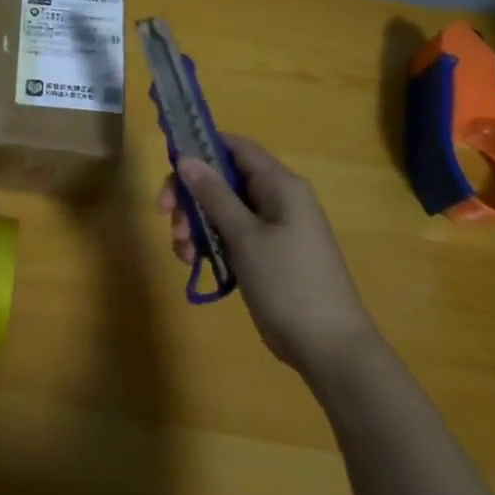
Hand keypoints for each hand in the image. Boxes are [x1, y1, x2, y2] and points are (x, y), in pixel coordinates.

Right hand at [159, 135, 378, 383]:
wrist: (329, 348)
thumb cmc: (289, 282)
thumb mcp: (245, 236)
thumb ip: (214, 194)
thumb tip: (186, 157)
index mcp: (280, 185)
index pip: (236, 147)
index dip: (201, 146)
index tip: (169, 164)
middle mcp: (277, 200)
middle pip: (223, 180)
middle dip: (191, 195)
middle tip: (165, 215)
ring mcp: (273, 229)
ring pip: (222, 210)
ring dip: (195, 224)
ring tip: (184, 252)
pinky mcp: (267, 255)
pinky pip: (231, 235)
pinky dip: (210, 244)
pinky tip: (194, 263)